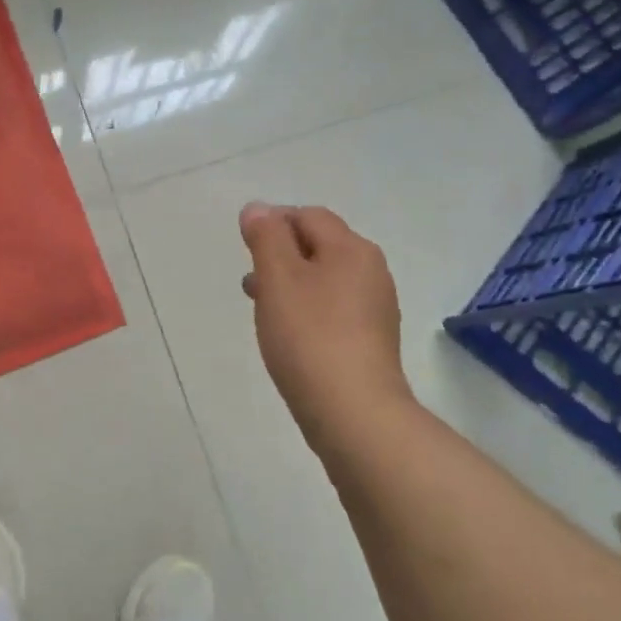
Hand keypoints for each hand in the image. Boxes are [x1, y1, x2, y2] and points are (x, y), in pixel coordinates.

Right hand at [240, 203, 413, 449]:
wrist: (353, 411)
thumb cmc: (310, 337)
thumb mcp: (279, 279)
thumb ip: (266, 238)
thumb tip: (258, 209)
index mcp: (352, 249)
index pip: (309, 217)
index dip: (274, 222)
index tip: (244, 245)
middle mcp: (371, 272)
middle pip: (320, 247)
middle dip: (281, 255)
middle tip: (250, 279)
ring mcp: (375, 309)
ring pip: (325, 281)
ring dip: (291, 285)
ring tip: (261, 307)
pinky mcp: (370, 342)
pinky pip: (333, 311)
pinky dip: (307, 311)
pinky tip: (288, 335)